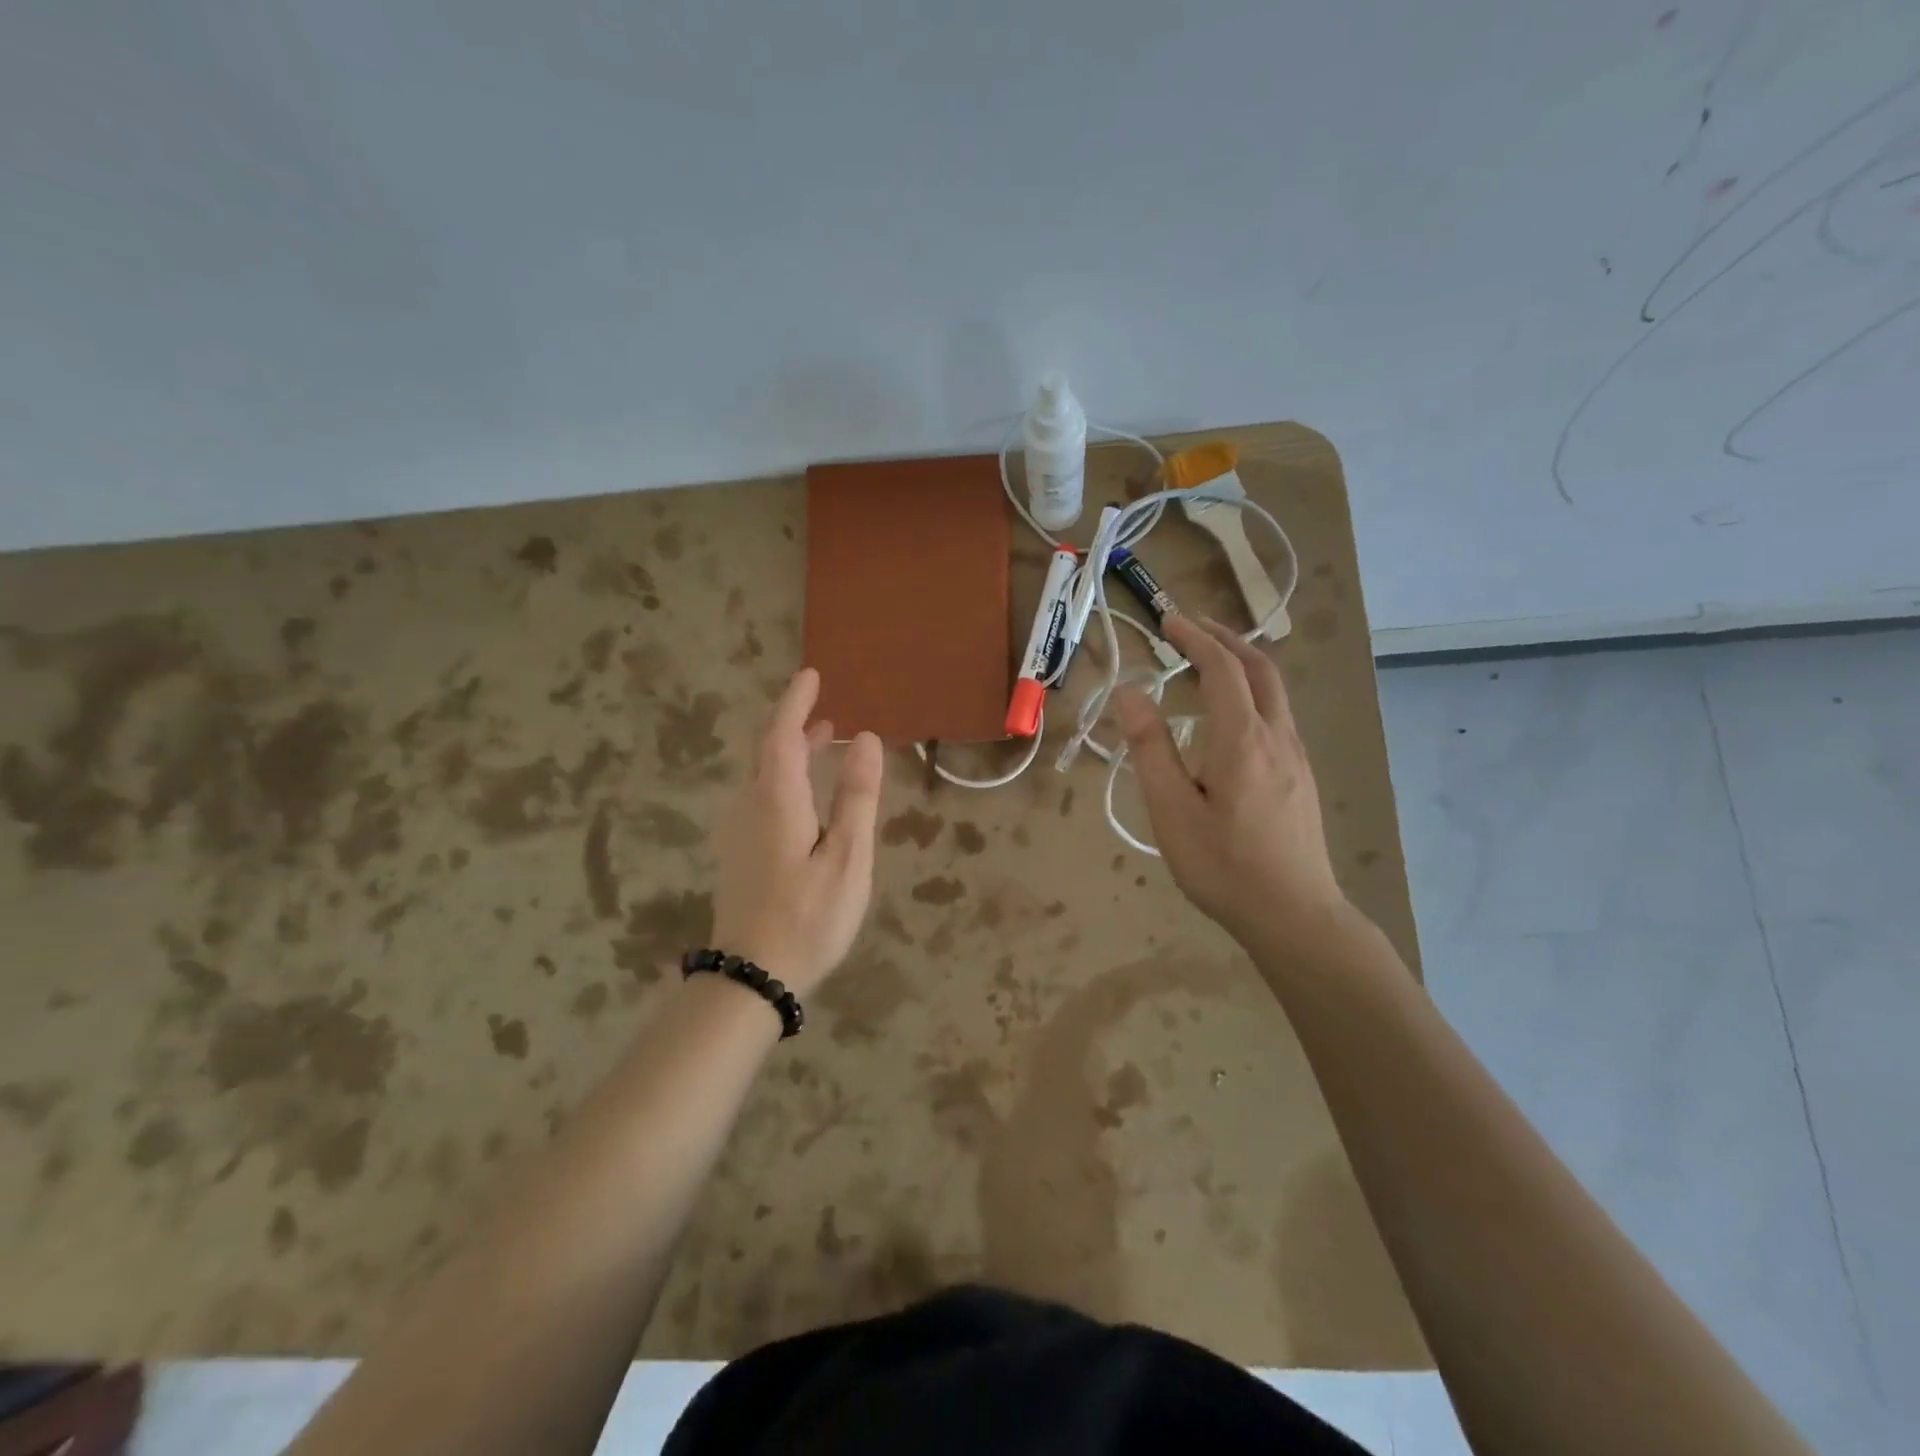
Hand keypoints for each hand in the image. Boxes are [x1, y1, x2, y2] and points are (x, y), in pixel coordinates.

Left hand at [710, 668, 883, 995]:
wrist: (752, 977)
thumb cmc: (808, 917)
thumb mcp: (846, 857)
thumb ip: (856, 797)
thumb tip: (866, 740)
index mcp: (776, 801)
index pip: (782, 735)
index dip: (795, 703)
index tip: (811, 675)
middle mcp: (750, 807)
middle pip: (768, 751)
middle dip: (794, 724)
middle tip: (824, 708)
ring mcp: (740, 832)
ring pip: (763, 775)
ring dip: (791, 751)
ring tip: (826, 741)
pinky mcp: (740, 853)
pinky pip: (762, 796)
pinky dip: (785, 778)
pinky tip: (806, 795)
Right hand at [1114, 615, 1349, 953]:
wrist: (1295, 915)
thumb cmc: (1224, 866)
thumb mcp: (1172, 811)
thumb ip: (1151, 749)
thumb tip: (1131, 694)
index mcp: (1243, 739)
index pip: (1222, 668)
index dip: (1195, 637)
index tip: (1168, 620)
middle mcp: (1277, 737)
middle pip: (1260, 669)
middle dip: (1226, 638)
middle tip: (1191, 627)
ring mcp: (1296, 757)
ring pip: (1274, 691)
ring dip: (1242, 664)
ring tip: (1208, 662)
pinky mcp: (1301, 777)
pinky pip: (1277, 715)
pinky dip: (1252, 692)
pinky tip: (1231, 716)